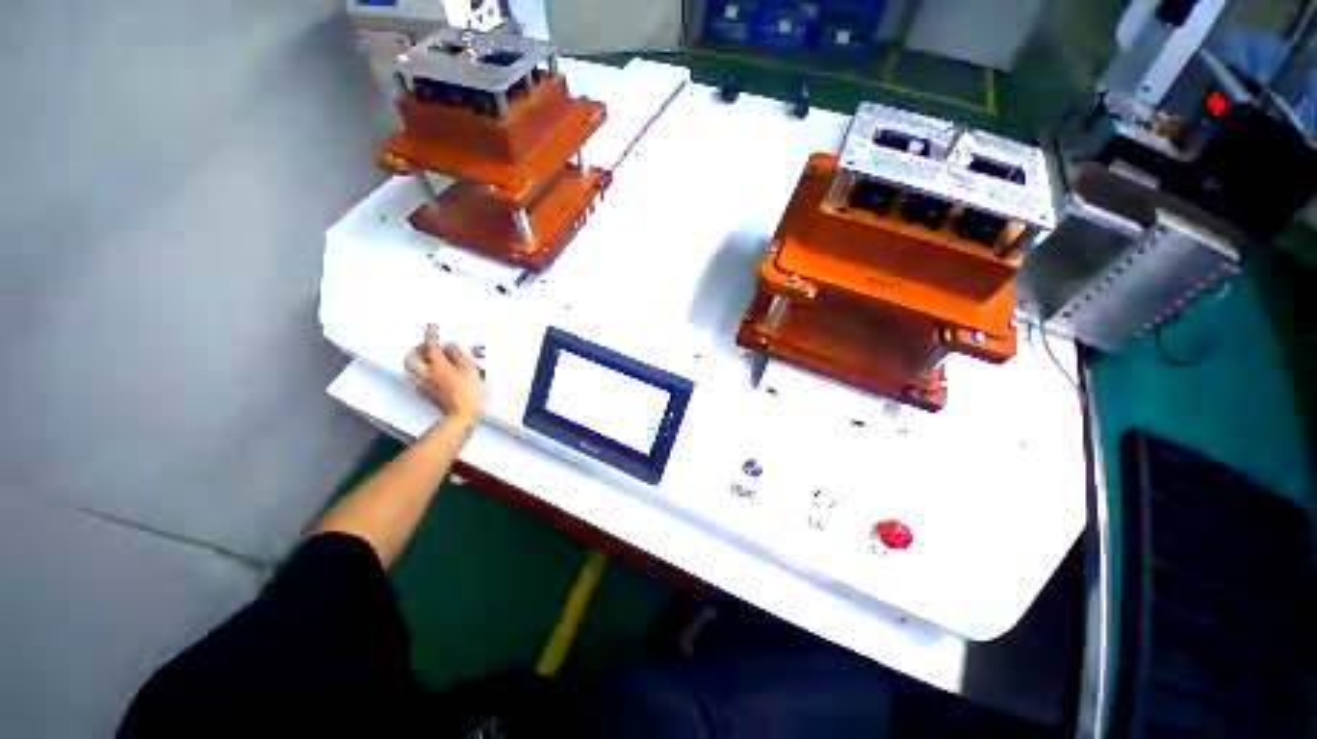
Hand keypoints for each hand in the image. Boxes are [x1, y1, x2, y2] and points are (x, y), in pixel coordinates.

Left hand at [404, 327, 486, 422]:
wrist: (461, 416)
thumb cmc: (469, 394)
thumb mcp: (471, 371)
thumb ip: (459, 356)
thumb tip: (450, 346)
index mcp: (439, 366)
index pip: (431, 347)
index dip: (431, 336)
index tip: (431, 330)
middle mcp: (427, 374)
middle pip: (412, 358)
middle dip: (416, 349)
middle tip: (426, 345)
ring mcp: (424, 385)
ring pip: (410, 369)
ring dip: (415, 360)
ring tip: (426, 357)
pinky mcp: (425, 394)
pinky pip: (414, 378)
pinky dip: (418, 371)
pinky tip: (427, 372)